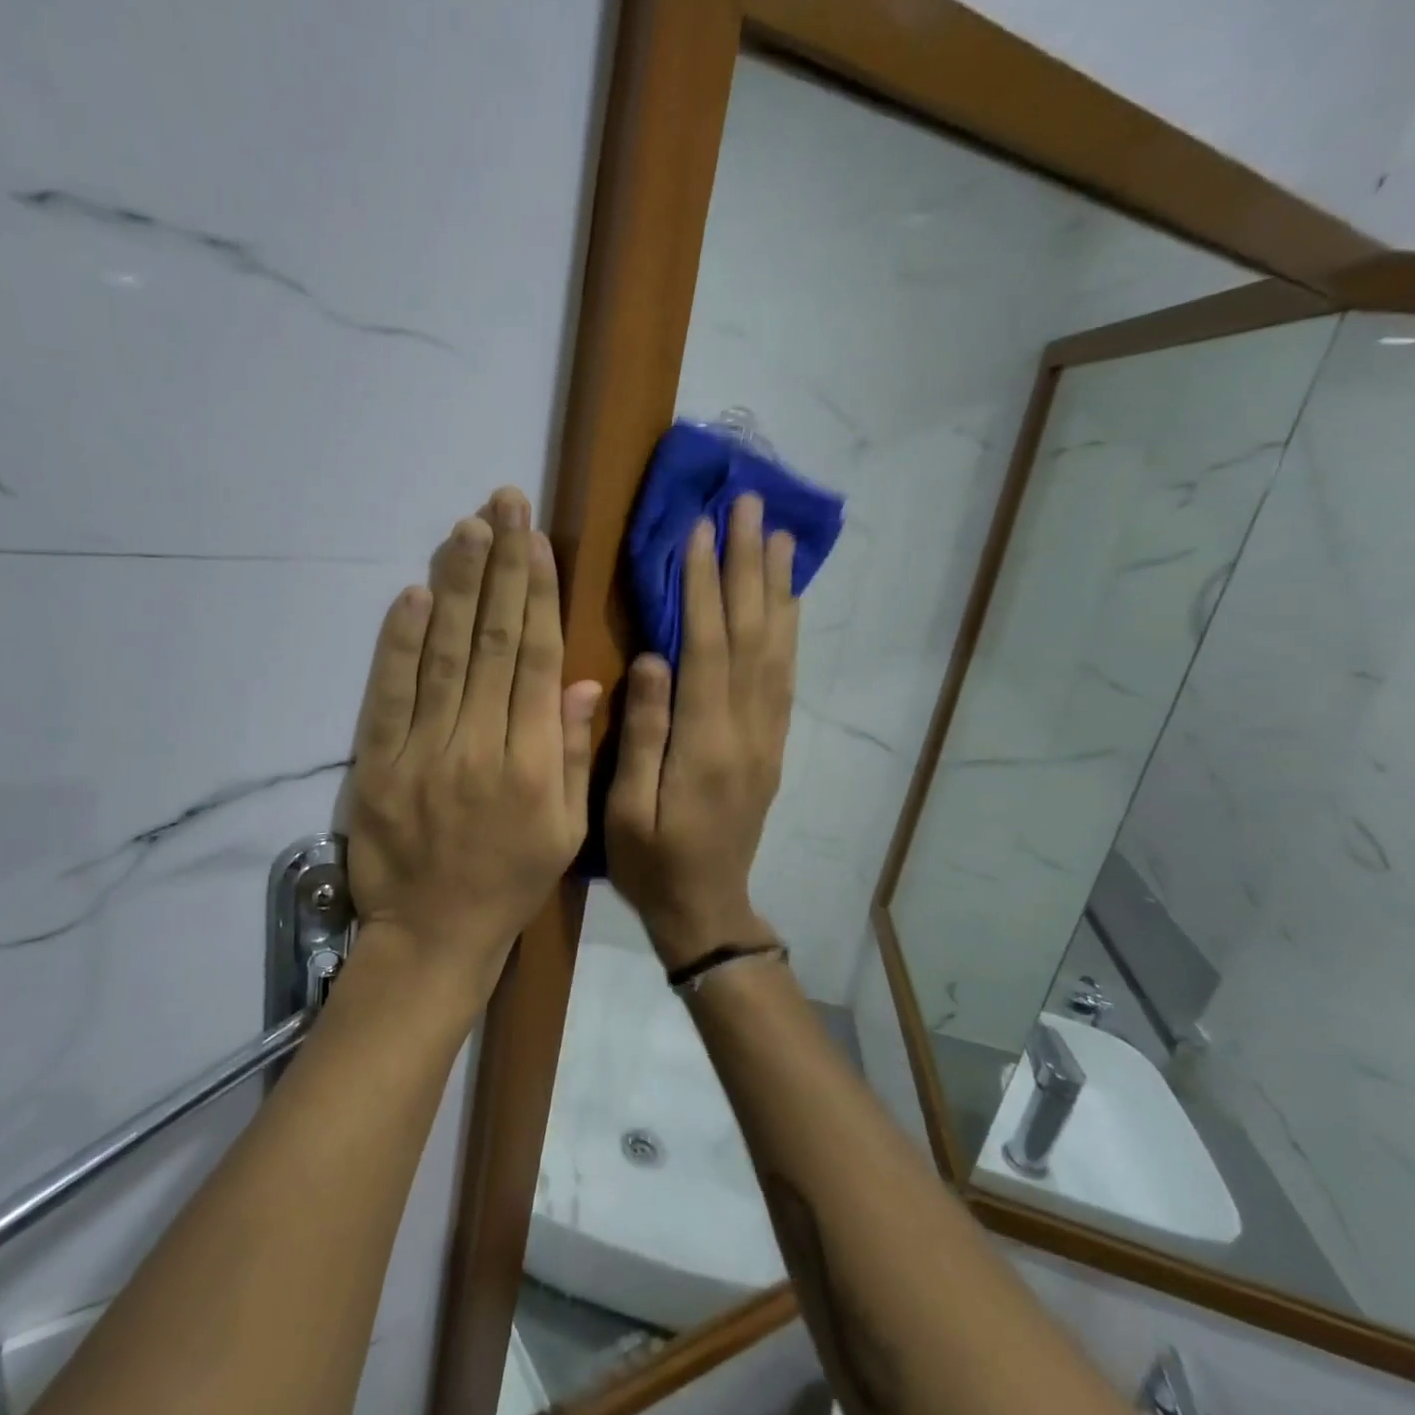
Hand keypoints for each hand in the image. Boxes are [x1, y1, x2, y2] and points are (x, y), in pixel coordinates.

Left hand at [347, 487, 602, 1001]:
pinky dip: (399, 642)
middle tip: (503, 504)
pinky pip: (390, 694)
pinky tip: (413, 594)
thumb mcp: (565, 830)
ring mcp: (425, 751)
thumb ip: (575, 753)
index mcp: (534, 763)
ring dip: (456, 587)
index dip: (538, 595)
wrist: (433, 934)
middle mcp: (481, 745)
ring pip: (445, 655)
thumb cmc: (508, 882)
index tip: (537, 542)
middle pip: (494, 641)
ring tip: (466, 529)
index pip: (538, 660)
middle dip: (500, 568)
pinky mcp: (379, 762)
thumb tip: (585, 681)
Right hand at [607, 493, 796, 967]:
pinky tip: (787, 600)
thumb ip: (644, 734)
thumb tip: (651, 660)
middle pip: (751, 635)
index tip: (700, 530)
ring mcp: (766, 736)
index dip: (703, 587)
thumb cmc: (651, 862)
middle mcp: (746, 730)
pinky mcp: (772, 745)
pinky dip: (788, 630)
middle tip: (749, 506)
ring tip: (778, 535)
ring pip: (777, 649)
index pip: (707, 648)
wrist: (707, 908)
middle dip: (747, 567)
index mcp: (704, 743)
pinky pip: (785, 677)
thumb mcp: (626, 809)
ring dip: (776, 588)